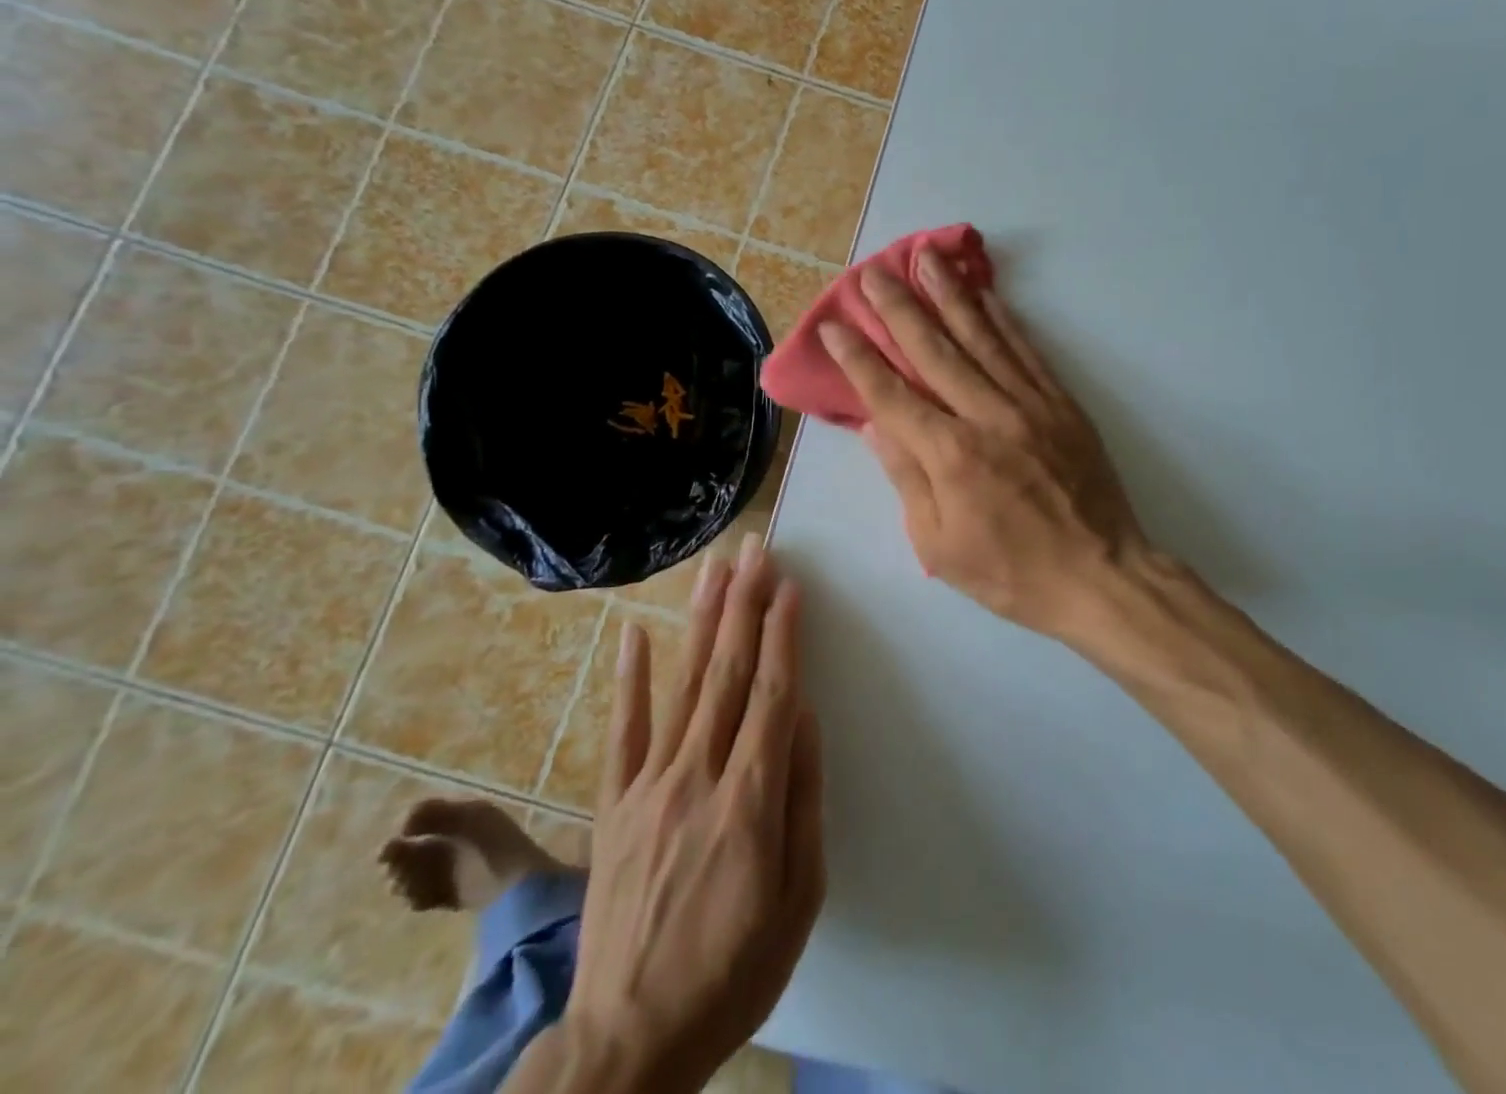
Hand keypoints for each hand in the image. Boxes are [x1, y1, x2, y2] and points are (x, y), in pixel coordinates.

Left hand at [561, 535, 824, 1093]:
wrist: (628, 1042)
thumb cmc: (733, 971)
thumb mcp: (799, 898)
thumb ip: (803, 798)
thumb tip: (805, 718)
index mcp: (750, 801)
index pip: (772, 695)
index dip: (783, 635)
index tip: (790, 586)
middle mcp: (698, 777)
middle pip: (728, 674)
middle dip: (745, 605)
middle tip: (756, 550)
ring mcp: (648, 788)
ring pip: (683, 685)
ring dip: (702, 621)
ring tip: (715, 568)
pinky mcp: (613, 806)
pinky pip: (623, 732)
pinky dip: (630, 679)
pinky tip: (635, 633)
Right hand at [821, 254, 1148, 637]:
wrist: (1100, 574)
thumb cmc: (1011, 572)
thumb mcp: (939, 544)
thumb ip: (906, 478)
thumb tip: (875, 426)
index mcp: (948, 455)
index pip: (891, 394)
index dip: (859, 358)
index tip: (836, 326)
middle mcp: (985, 416)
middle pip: (933, 350)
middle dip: (898, 307)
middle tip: (872, 272)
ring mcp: (1028, 403)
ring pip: (980, 336)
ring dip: (949, 294)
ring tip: (925, 256)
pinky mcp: (1061, 403)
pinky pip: (1026, 350)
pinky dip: (1003, 318)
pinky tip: (985, 293)